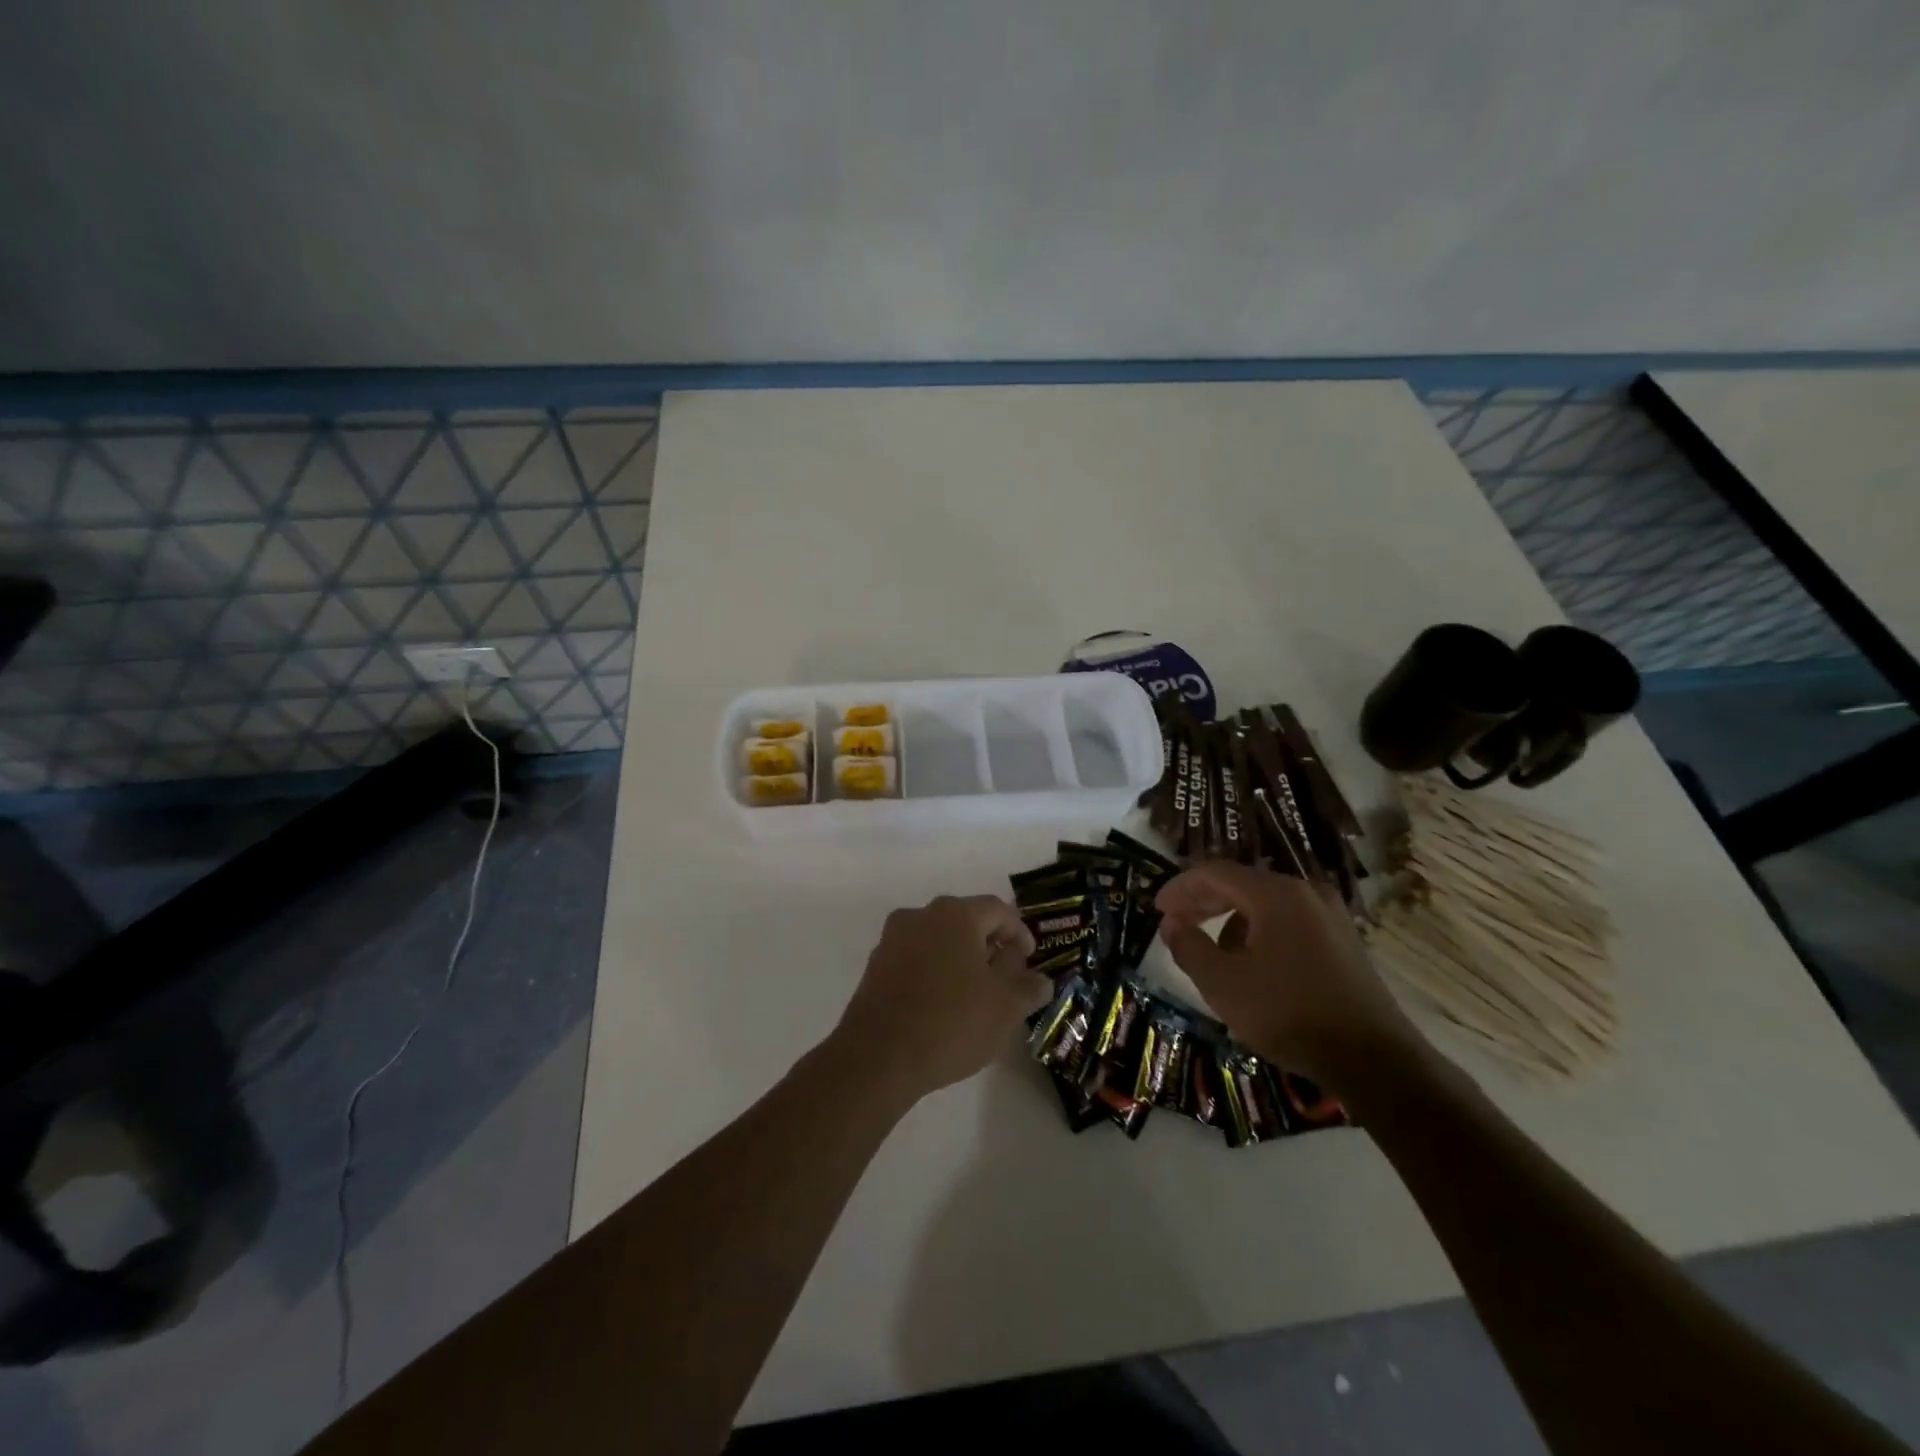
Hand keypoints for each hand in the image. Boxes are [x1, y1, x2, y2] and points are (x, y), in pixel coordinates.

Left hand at [833, 895, 1049, 1102]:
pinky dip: (934, 973)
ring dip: (960, 960)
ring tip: (975, 995)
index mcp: (955, 914)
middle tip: (1006, 977)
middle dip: (989, 946)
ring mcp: (892, 940)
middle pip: (965, 921)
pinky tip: (942, 1005)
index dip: (1019, 932)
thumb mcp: (1006, 1007)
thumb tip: (1039, 979)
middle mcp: (920, 915)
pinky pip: (915, 960)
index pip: (998, 910)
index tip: (1030, 959)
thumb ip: (1028, 987)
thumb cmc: (952, 1021)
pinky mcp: (874, 967)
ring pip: (938, 941)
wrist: (878, 1056)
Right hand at [1156, 863, 1427, 1090]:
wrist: (1374, 1060)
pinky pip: (1289, 923)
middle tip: (1175, 923)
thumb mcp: (1223, 983)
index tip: (1157, 908)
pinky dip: (1259, 933)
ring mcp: (1330, 916)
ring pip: (1265, 905)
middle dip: (1203, 901)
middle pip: (1242, 883)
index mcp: (1276, 894)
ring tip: (1212, 953)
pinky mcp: (1344, 942)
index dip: (1180, 887)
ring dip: (1230, 920)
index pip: (1215, 873)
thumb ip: (1188, 946)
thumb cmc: (1288, 1013)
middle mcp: (1306, 893)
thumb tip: (1171, 924)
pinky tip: (1252, 967)